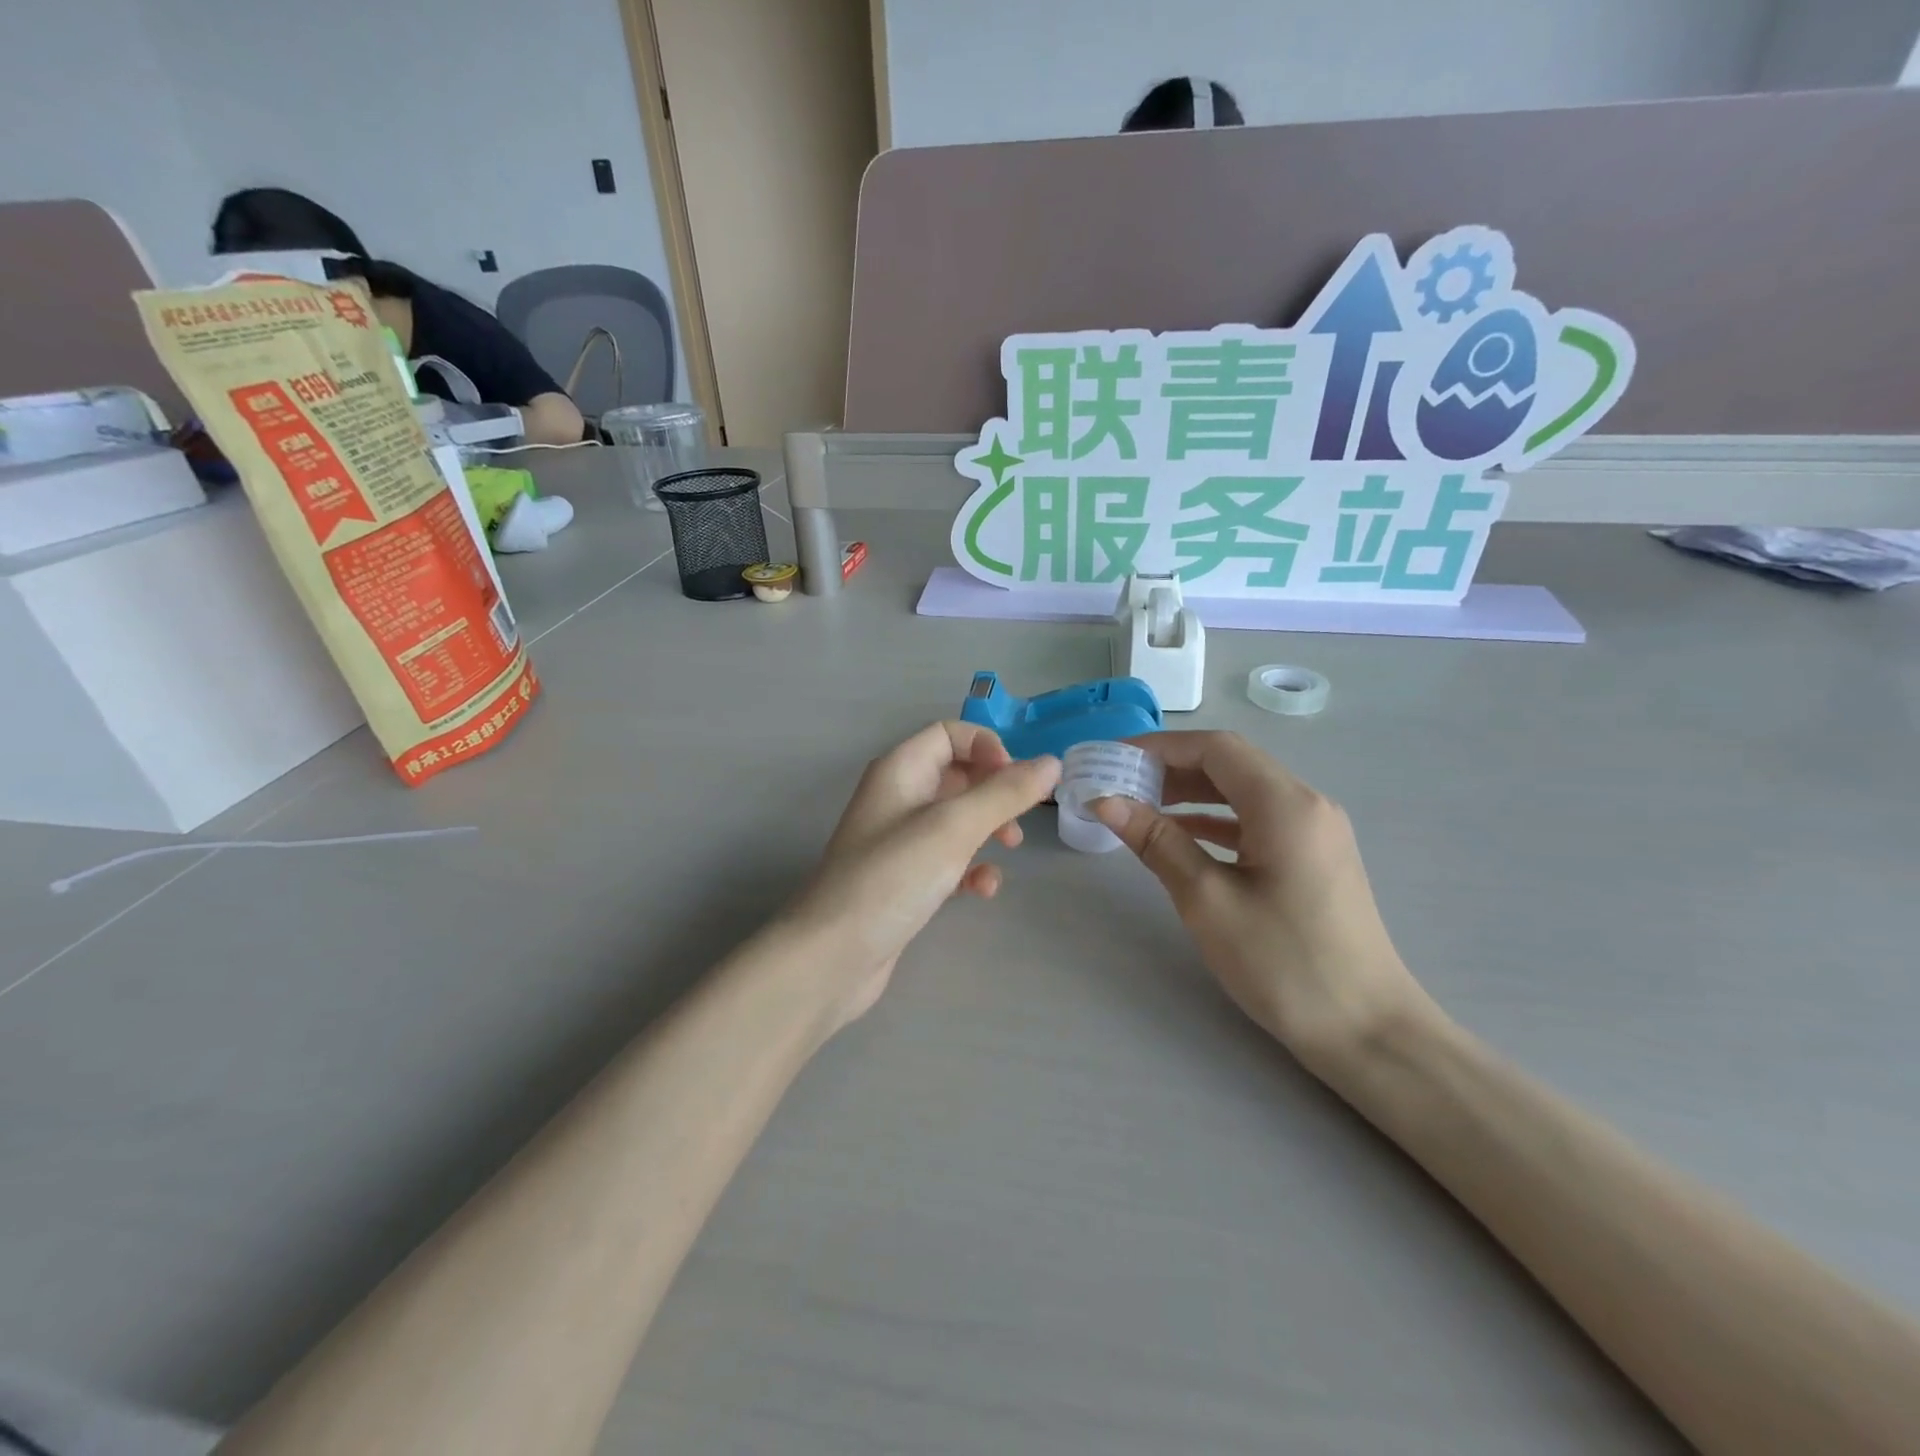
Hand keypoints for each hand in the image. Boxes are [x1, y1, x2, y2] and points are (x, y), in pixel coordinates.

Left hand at [788, 721, 1060, 1029]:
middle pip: (957, 775)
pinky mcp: (906, 879)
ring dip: (989, 828)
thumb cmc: (892, 877)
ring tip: (1010, 848)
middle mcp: (898, 798)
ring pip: (957, 819)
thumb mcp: (954, 828)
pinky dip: (970, 868)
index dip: (987, 747)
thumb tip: (1051, 763)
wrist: (833, 957)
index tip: (1016, 779)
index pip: (949, 734)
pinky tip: (982, 890)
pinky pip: (948, 859)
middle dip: (995, 790)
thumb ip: (1004, 793)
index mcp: (900, 770)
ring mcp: (900, 841)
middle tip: (1022, 815)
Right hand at [1091, 731, 1429, 1071]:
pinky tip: (1180, 836)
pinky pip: (1256, 822)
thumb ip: (1157, 842)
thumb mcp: (1208, 900)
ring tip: (1139, 806)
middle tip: (1118, 784)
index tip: (1112, 760)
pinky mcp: (1313, 859)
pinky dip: (1214, 821)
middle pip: (1230, 765)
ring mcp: (1314, 832)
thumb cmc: (1283, 963)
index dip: (1159, 747)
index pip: (1215, 749)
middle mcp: (1305, 805)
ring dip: (1190, 794)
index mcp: (1285, 804)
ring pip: (1243, 793)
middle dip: (1171, 769)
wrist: (1367, 1032)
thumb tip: (1107, 801)